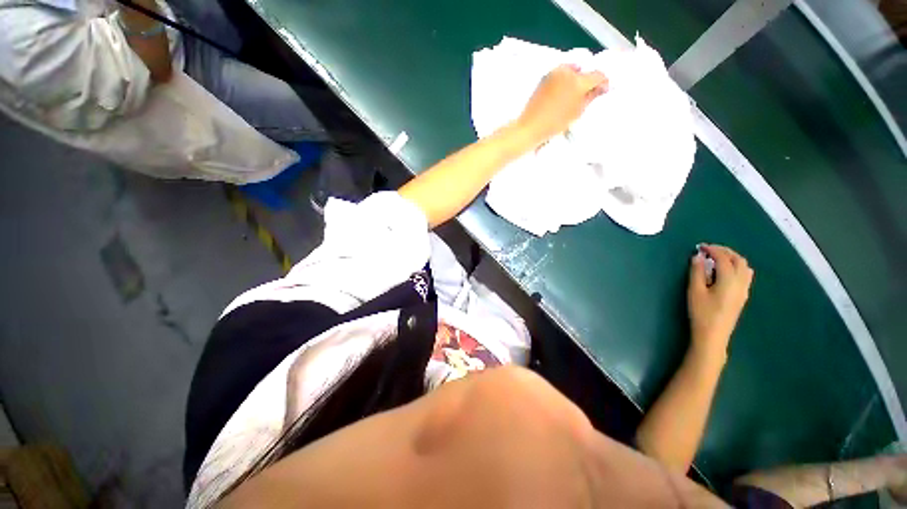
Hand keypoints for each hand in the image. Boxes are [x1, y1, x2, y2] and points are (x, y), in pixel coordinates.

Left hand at [515, 64, 607, 145]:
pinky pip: (561, 73)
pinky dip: (565, 79)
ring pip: (572, 69)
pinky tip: (563, 92)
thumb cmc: (554, 124)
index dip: (603, 82)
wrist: (530, 126)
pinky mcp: (545, 76)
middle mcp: (567, 71)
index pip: (598, 74)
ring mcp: (554, 72)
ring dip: (576, 78)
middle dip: (588, 79)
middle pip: (584, 70)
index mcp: (578, 81)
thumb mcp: (577, 112)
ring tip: (574, 93)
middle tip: (588, 92)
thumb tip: (600, 88)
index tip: (604, 90)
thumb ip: (591, 97)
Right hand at [687, 244, 753, 361]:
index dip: (713, 250)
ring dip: (732, 259)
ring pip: (744, 267)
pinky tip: (724, 272)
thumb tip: (697, 257)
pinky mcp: (742, 296)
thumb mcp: (695, 291)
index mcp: (729, 280)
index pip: (724, 258)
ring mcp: (744, 290)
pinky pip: (744, 275)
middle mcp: (741, 282)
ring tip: (717, 259)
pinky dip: (736, 267)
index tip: (700, 247)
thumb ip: (697, 272)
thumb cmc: (701, 312)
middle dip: (725, 252)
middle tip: (709, 250)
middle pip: (738, 260)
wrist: (713, 335)